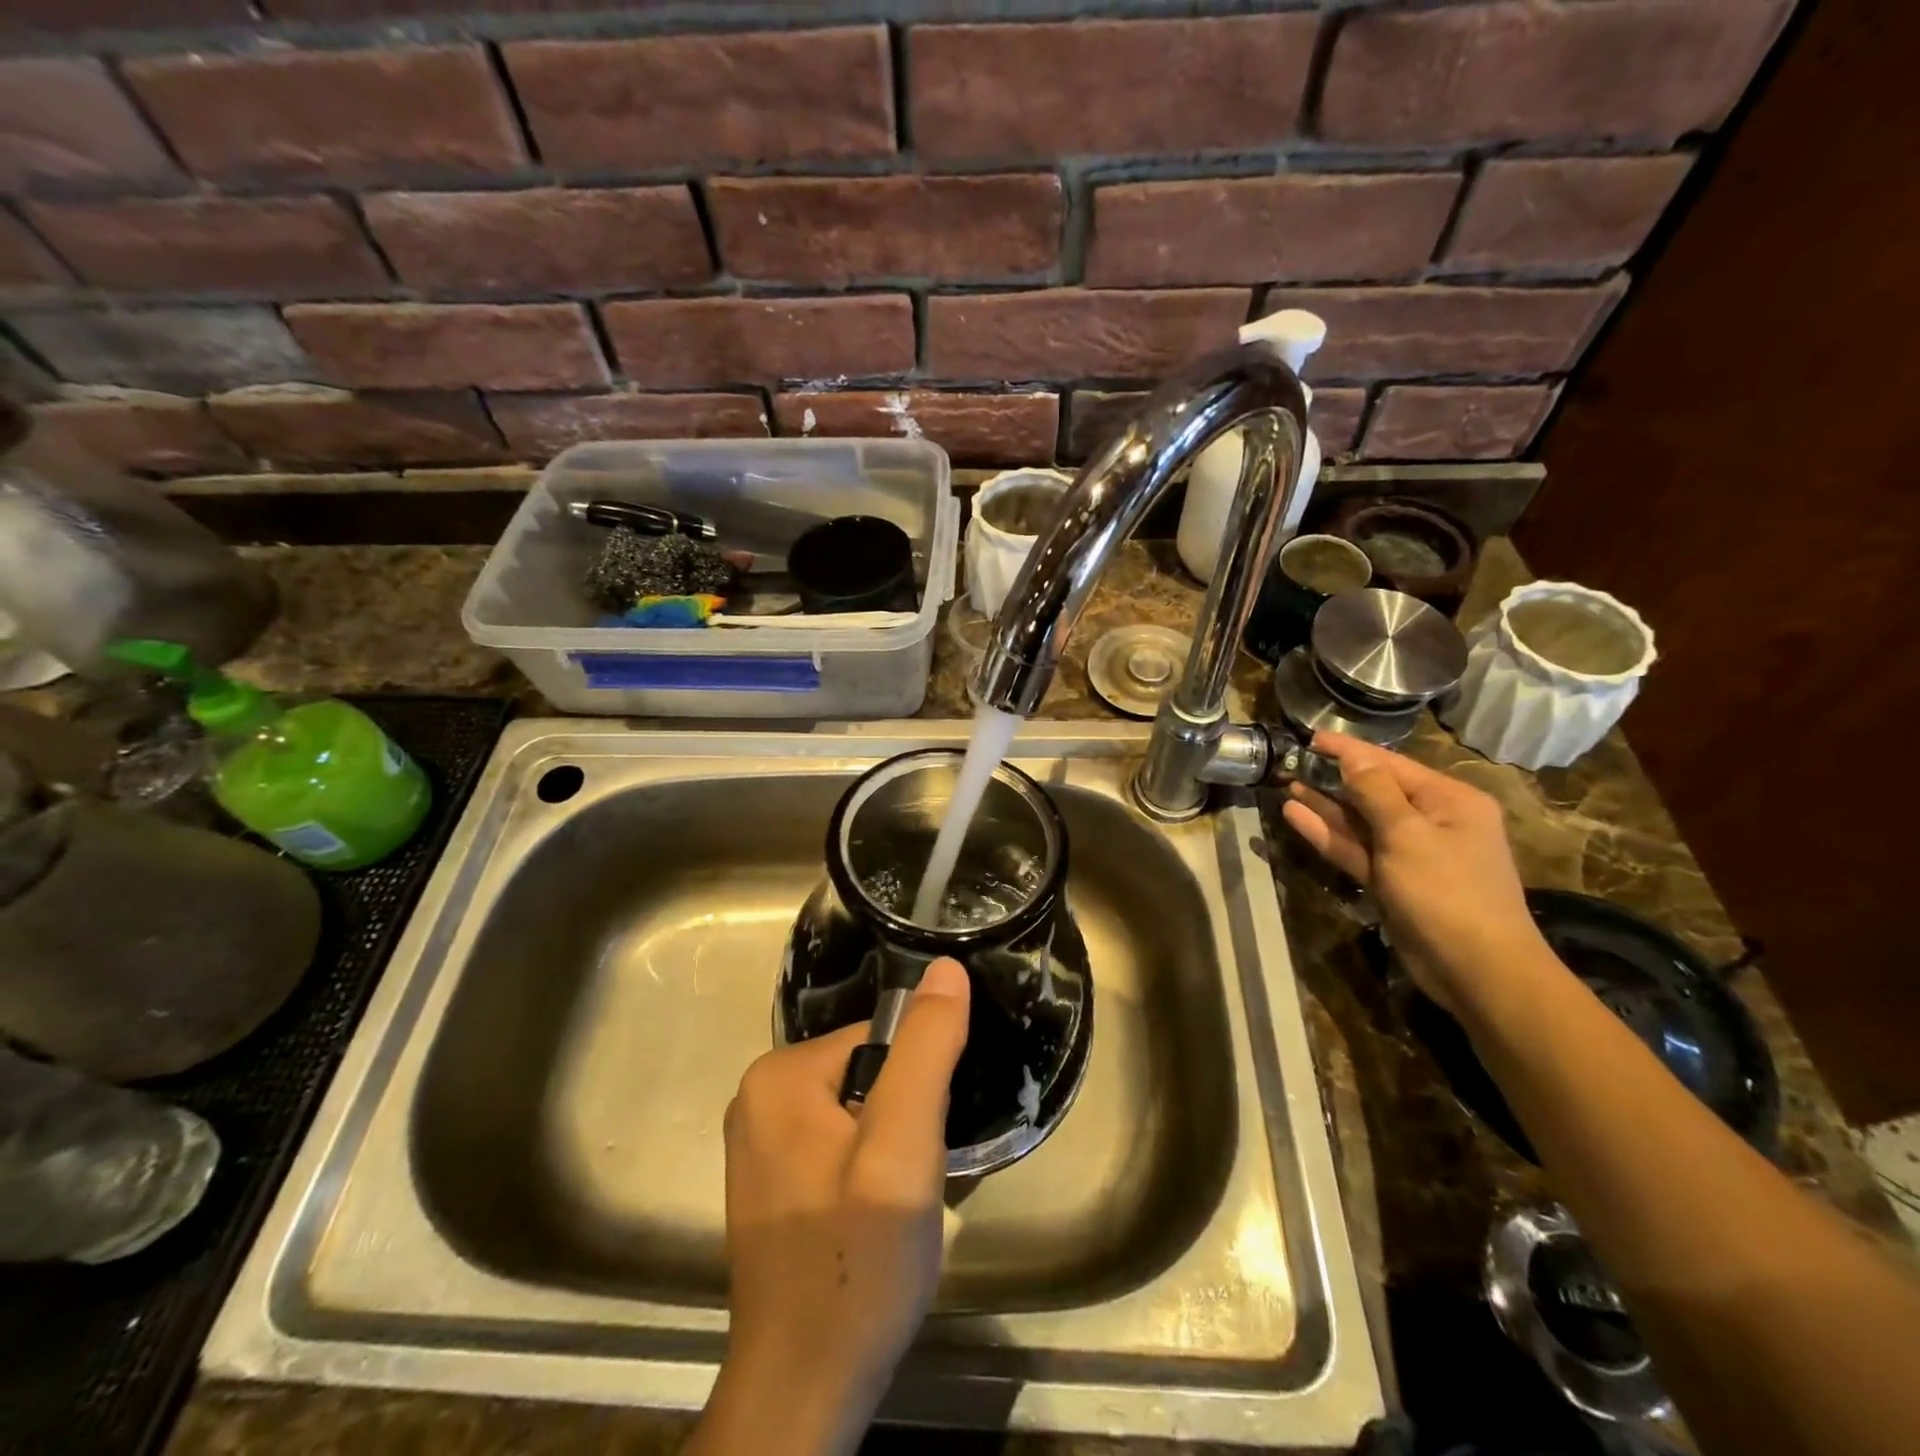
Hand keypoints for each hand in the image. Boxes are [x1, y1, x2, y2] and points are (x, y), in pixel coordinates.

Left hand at [689, 957, 970, 1455]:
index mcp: (779, 1074)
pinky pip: (839, 1144)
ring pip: (859, 1111)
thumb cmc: (857, 1263)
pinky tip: (871, 1220)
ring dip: (891, 1149)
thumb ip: (926, 1050)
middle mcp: (758, 1096)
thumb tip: (946, 967)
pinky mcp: (772, 1180)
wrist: (804, 1391)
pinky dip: (868, 1171)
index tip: (923, 1144)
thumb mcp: (903, 1148)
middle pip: (868, 1073)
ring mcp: (760, 1141)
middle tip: (909, 1182)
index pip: (879, 1039)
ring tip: (894, 1206)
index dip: (917, 1086)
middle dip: (904, 1120)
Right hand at [1281, 732, 1551, 1015]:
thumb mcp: (1408, 834)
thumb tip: (1353, 758)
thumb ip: (1375, 792)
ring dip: (1325, 805)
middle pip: (1374, 791)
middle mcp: (1432, 821)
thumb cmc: (1447, 891)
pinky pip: (1356, 849)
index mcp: (1449, 801)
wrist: (1475, 969)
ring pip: (1360, 822)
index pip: (1390, 764)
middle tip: (1291, 763)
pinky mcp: (1391, 881)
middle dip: (1334, 778)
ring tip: (1286, 785)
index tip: (1311, 738)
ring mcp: (1410, 854)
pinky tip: (1296, 816)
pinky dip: (1329, 834)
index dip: (1349, 751)